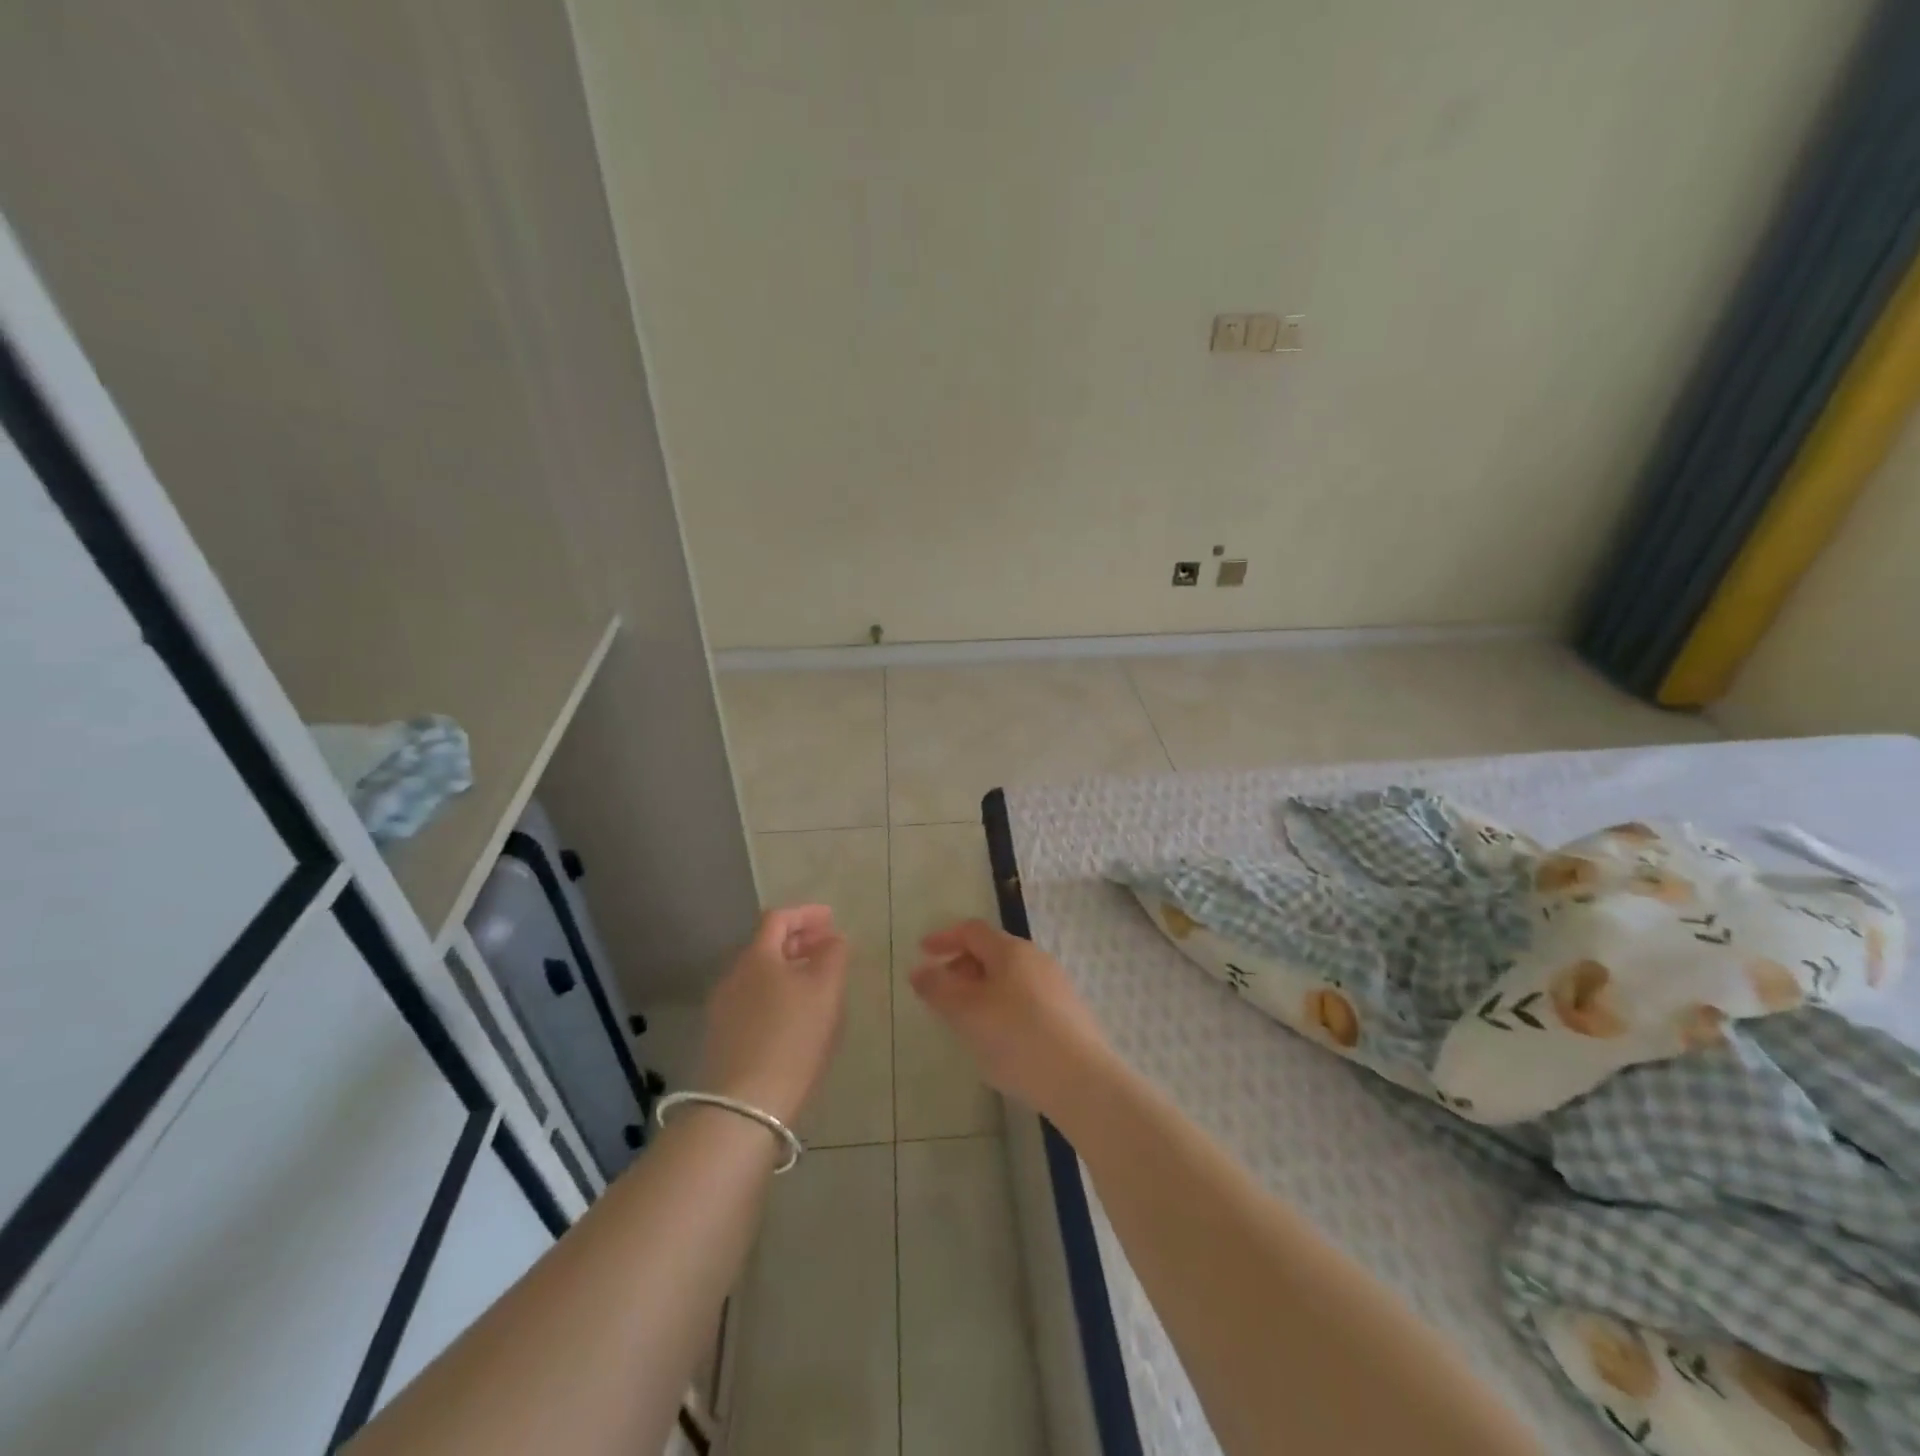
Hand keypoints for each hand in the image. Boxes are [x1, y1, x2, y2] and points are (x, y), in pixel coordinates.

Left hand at [699, 905, 848, 1126]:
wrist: (744, 1107)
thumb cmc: (792, 1038)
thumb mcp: (826, 990)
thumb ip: (833, 955)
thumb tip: (833, 939)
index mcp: (757, 956)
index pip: (779, 918)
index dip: (807, 914)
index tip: (832, 920)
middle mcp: (733, 976)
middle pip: (767, 946)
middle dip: (799, 942)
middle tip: (828, 949)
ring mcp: (723, 1009)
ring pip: (760, 976)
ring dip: (789, 970)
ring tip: (817, 984)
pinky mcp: (722, 1039)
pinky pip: (754, 1002)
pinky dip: (778, 996)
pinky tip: (796, 1018)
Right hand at [910, 919, 1114, 1119]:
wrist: (1081, 1080)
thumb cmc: (1016, 1037)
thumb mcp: (966, 1012)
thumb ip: (937, 989)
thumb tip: (919, 971)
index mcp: (1011, 950)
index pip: (972, 931)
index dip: (944, 937)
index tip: (922, 952)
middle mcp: (1036, 960)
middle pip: (992, 952)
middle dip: (961, 967)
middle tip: (940, 992)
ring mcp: (1056, 986)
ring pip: (1009, 977)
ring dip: (981, 989)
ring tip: (965, 1019)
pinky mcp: (1068, 1014)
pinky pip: (1025, 999)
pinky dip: (1002, 1006)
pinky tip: (999, 1039)